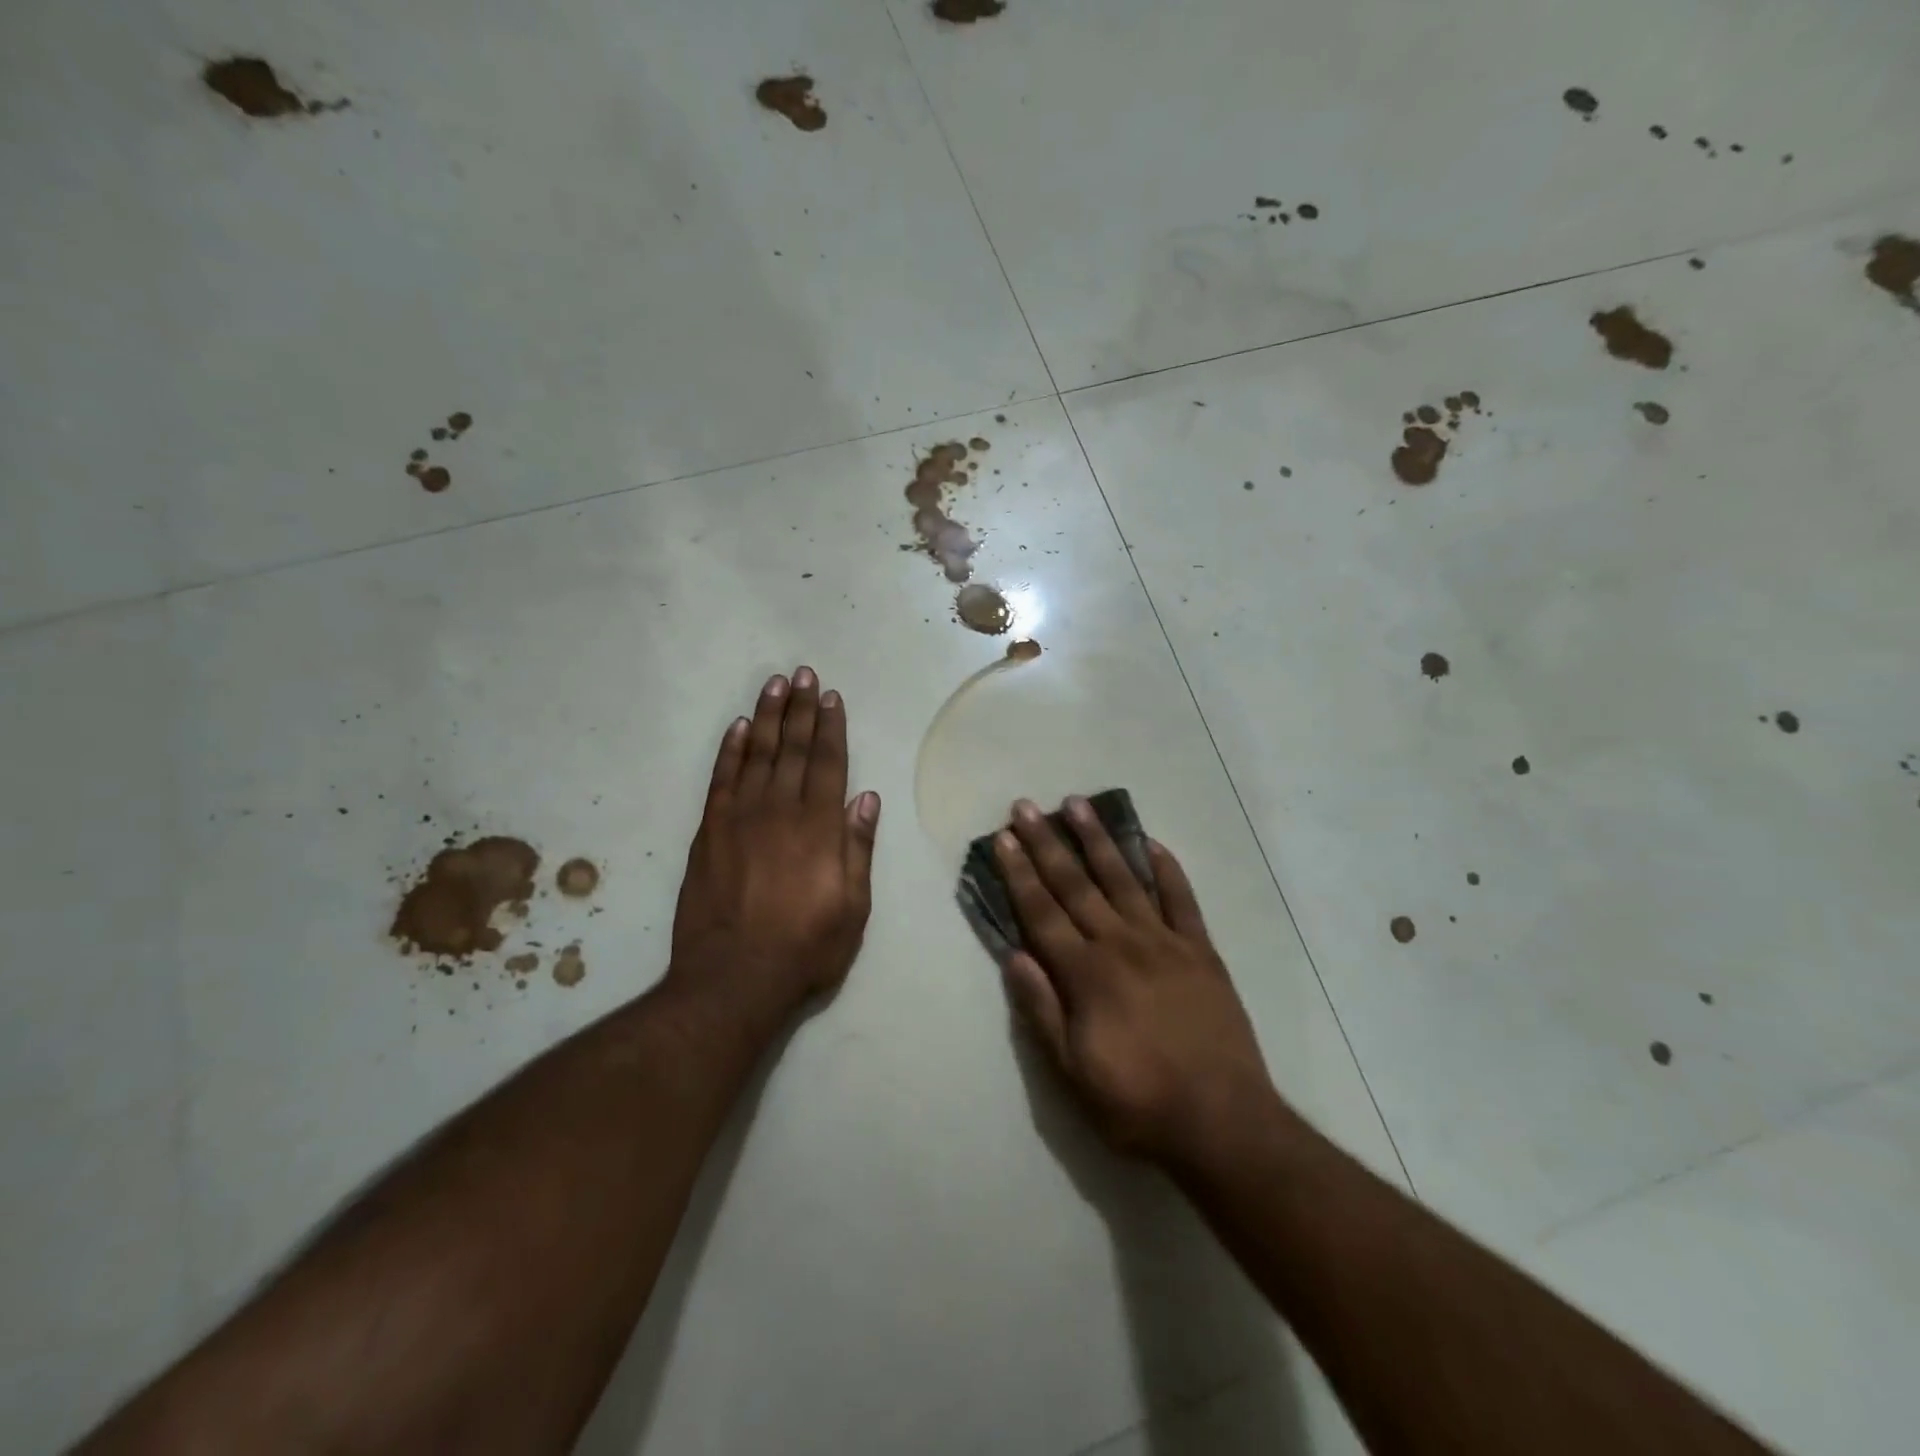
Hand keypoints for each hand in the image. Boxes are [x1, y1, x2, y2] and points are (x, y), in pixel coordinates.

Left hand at [670, 668, 880, 1021]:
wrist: (732, 979)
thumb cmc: (805, 947)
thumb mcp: (852, 907)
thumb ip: (857, 848)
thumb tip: (865, 798)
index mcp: (819, 827)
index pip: (828, 763)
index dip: (831, 727)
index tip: (831, 697)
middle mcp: (780, 811)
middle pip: (794, 749)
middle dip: (800, 709)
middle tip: (803, 674)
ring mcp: (740, 818)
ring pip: (758, 754)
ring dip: (768, 717)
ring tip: (775, 685)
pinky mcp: (709, 832)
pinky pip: (722, 779)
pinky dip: (731, 750)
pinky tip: (740, 727)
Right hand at [995, 797, 1278, 1165]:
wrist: (1224, 1123)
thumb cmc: (1138, 1103)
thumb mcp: (1072, 1073)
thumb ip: (1041, 1011)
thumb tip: (1014, 956)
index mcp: (1086, 974)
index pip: (1042, 912)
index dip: (1019, 873)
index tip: (1004, 837)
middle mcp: (1121, 945)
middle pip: (1076, 885)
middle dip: (1047, 844)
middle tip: (1027, 806)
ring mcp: (1165, 943)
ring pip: (1124, 879)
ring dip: (1098, 840)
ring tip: (1078, 804)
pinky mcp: (1201, 951)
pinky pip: (1182, 899)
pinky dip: (1167, 869)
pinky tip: (1151, 843)